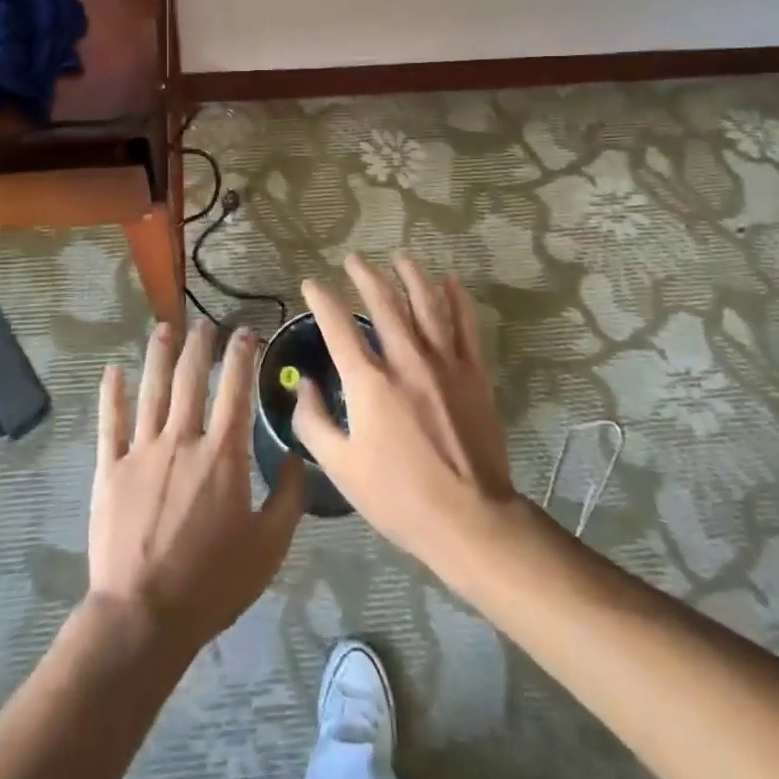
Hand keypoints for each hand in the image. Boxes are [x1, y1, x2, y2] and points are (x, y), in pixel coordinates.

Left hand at [88, 322, 305, 655]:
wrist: (144, 616)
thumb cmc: (212, 583)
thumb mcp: (269, 547)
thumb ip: (288, 497)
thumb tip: (296, 455)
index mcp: (222, 454)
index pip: (235, 390)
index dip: (242, 355)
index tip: (245, 332)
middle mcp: (182, 439)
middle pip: (191, 378)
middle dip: (200, 345)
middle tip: (205, 323)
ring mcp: (142, 450)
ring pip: (151, 390)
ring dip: (158, 356)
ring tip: (164, 329)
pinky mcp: (110, 469)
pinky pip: (110, 423)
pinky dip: (112, 395)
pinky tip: (113, 371)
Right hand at [293, 254, 516, 568]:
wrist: (470, 520)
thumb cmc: (398, 497)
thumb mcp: (341, 467)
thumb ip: (314, 421)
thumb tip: (303, 383)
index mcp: (369, 382)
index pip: (337, 326)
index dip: (321, 299)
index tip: (312, 283)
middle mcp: (405, 360)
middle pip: (383, 303)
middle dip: (365, 275)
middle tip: (354, 259)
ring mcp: (444, 363)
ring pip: (426, 304)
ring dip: (411, 276)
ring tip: (399, 257)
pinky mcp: (474, 373)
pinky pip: (466, 325)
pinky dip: (458, 299)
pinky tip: (451, 282)